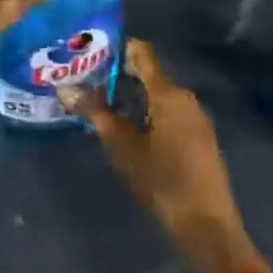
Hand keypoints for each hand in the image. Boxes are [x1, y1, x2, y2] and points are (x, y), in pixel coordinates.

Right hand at [68, 40, 257, 272]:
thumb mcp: (122, 145)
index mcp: (168, 93)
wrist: (207, 226)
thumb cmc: (162, 179)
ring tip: (97, 100)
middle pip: (148, 73)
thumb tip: (66, 88)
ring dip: (129, 95)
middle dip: (117, 73)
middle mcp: (184, 98)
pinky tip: (123, 125)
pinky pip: (166, 112)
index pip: (142, 53)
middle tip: (84, 77)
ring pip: (156, 94)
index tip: (88, 49)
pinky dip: (143, 111)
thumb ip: (96, 113)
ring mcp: (194, 119)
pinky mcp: (196, 138)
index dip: (116, 47)